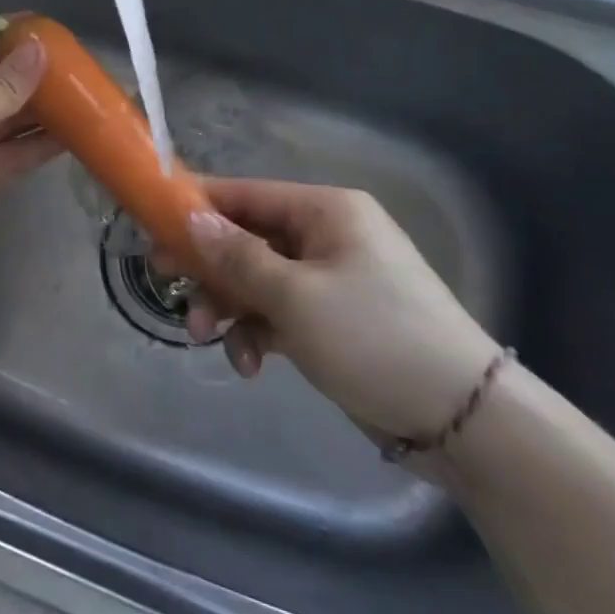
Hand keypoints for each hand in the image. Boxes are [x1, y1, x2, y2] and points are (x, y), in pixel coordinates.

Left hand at [0, 19, 59, 289]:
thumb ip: (5, 85)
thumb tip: (40, 46)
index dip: (3, 30)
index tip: (45, 24)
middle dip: (26, 71)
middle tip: (73, 60)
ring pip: (2, 115)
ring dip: (37, 107)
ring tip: (81, 92)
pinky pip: (9, 150)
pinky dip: (35, 143)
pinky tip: (73, 133)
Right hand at [181, 179, 501, 442]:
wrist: (463, 420)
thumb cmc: (375, 337)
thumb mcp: (295, 296)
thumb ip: (236, 257)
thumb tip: (190, 218)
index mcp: (325, 211)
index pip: (245, 194)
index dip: (196, 207)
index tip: (151, 225)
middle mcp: (326, 236)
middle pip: (245, 238)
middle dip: (209, 268)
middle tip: (167, 286)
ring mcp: (330, 279)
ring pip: (256, 280)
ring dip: (228, 307)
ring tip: (207, 339)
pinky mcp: (331, 320)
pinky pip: (277, 313)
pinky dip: (257, 334)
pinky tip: (249, 365)